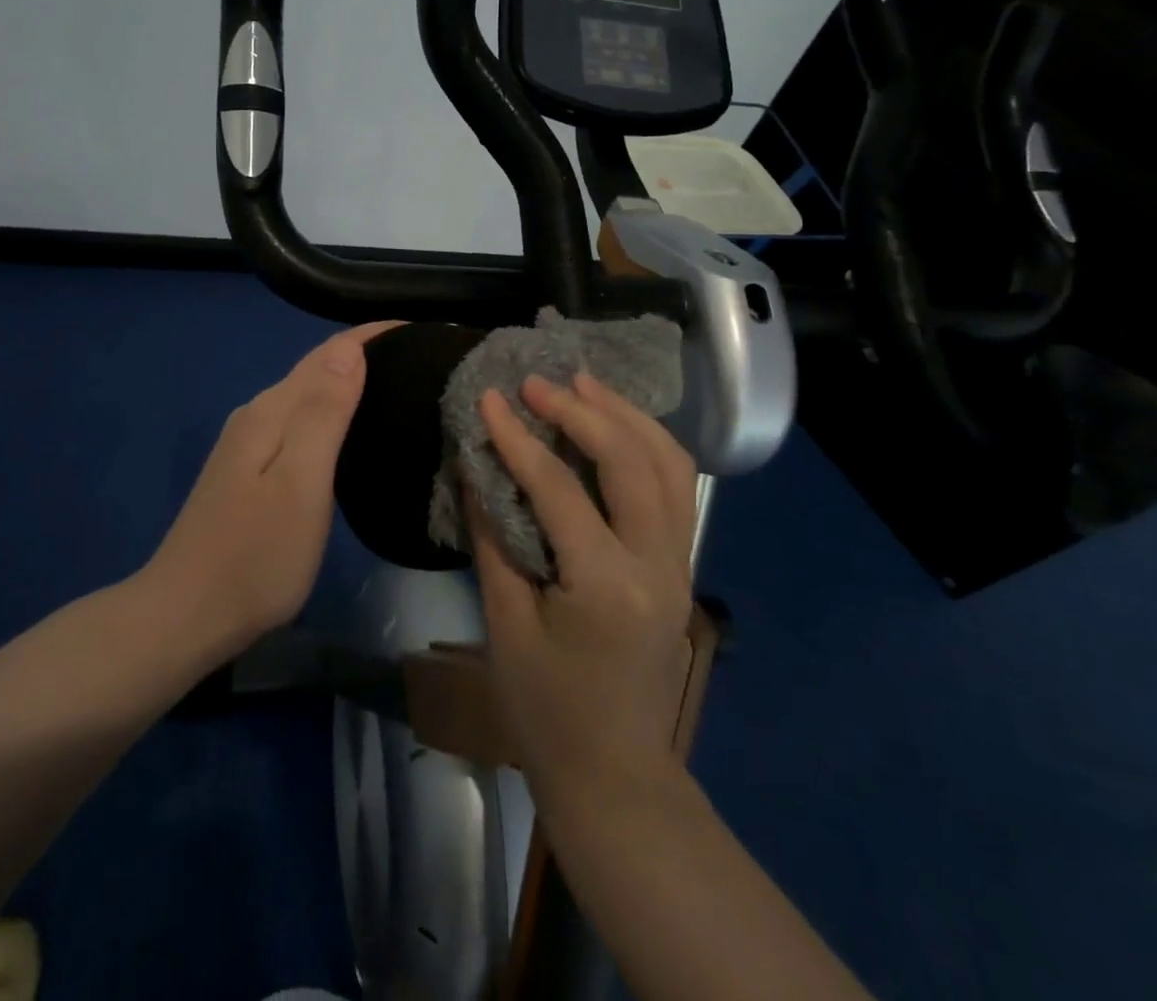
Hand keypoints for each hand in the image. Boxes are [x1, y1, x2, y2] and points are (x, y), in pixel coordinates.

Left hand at [149, 322, 399, 653]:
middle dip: (364, 353)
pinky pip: (298, 421)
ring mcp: (248, 444)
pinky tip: (350, 430)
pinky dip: (330, 411)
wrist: (185, 616)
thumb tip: (349, 349)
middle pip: (316, 368)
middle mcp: (256, 416)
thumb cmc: (255, 556)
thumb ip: (322, 413)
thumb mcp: (300, 484)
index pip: (329, 353)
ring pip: (306, 395)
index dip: (373, 335)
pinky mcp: (248, 471)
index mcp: (271, 411)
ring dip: (348, 381)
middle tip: (419, 358)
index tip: (420, 330)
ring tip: (396, 386)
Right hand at [470, 371, 699, 809]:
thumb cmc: (546, 708)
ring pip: (668, 464)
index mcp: (606, 584)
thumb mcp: (505, 623)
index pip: (558, 487)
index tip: (489, 398)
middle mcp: (657, 563)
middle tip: (537, 382)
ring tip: (583, 382)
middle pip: (629, 460)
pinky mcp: (681, 564)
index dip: (518, 438)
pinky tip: (615, 425)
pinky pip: (674, 486)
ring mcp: (680, 563)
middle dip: (581, 410)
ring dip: (625, 415)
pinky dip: (646, 443)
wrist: (614, 774)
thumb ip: (492, 536)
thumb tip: (475, 465)